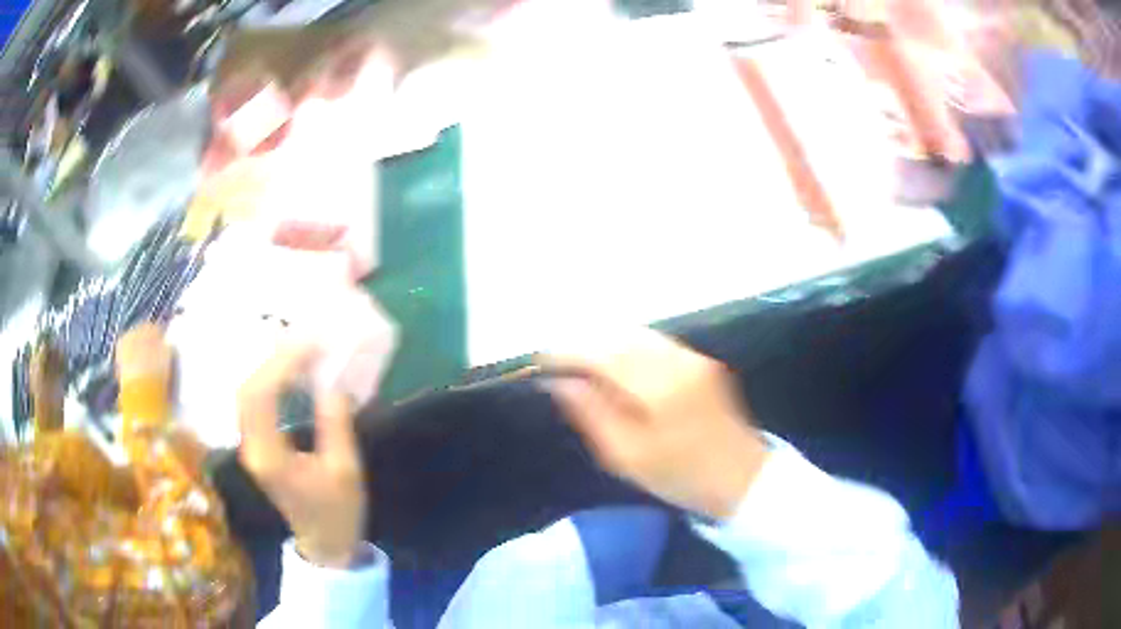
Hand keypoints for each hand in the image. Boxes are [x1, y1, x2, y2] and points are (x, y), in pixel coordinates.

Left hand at [238, 344, 365, 567]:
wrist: (324, 543)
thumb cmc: (338, 512)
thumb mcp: (345, 470)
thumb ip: (335, 423)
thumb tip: (332, 381)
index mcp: (269, 456)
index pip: (262, 397)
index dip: (281, 364)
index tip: (310, 344)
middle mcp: (251, 447)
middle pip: (247, 390)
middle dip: (273, 359)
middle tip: (304, 340)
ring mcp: (250, 446)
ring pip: (247, 394)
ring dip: (269, 367)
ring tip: (297, 349)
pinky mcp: (256, 445)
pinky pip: (254, 403)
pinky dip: (269, 381)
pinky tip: (287, 371)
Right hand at [537, 330, 768, 520]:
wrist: (743, 479)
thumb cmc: (681, 476)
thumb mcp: (627, 456)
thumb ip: (591, 413)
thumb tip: (559, 383)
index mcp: (658, 385)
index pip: (602, 354)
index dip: (567, 353)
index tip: (541, 361)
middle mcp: (677, 360)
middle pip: (620, 336)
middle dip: (585, 344)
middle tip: (558, 364)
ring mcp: (693, 357)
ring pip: (639, 335)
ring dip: (607, 344)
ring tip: (582, 366)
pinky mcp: (702, 362)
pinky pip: (656, 344)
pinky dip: (629, 348)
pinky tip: (617, 368)